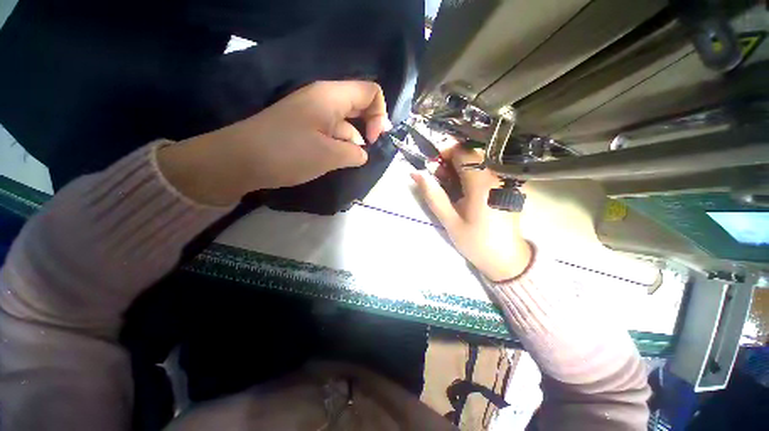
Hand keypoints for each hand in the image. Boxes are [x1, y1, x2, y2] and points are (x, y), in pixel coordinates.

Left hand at [158, 81, 390, 205]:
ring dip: (352, 141)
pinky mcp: (304, 128)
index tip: (373, 140)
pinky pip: (331, 133)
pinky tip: (337, 161)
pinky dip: (339, 146)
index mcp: (331, 97)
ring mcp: (311, 114)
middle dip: (369, 127)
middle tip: (368, 152)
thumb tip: (362, 153)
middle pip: (358, 106)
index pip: (370, 92)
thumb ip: (355, 153)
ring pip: (345, 123)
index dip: (379, 115)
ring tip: (349, 162)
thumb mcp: (330, 155)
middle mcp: (323, 100)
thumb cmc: (288, 153)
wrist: (239, 160)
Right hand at [412, 147, 531, 281]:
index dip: (444, 153)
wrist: (507, 259)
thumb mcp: (449, 221)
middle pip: (471, 154)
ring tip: (449, 187)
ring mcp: (505, 180)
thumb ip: (433, 195)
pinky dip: (471, 175)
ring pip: (478, 161)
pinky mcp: (508, 186)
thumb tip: (416, 173)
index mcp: (482, 183)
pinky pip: (486, 171)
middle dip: (450, 162)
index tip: (433, 166)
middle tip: (439, 179)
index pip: (462, 151)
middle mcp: (497, 175)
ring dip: (459, 169)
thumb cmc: (476, 242)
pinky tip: (464, 191)